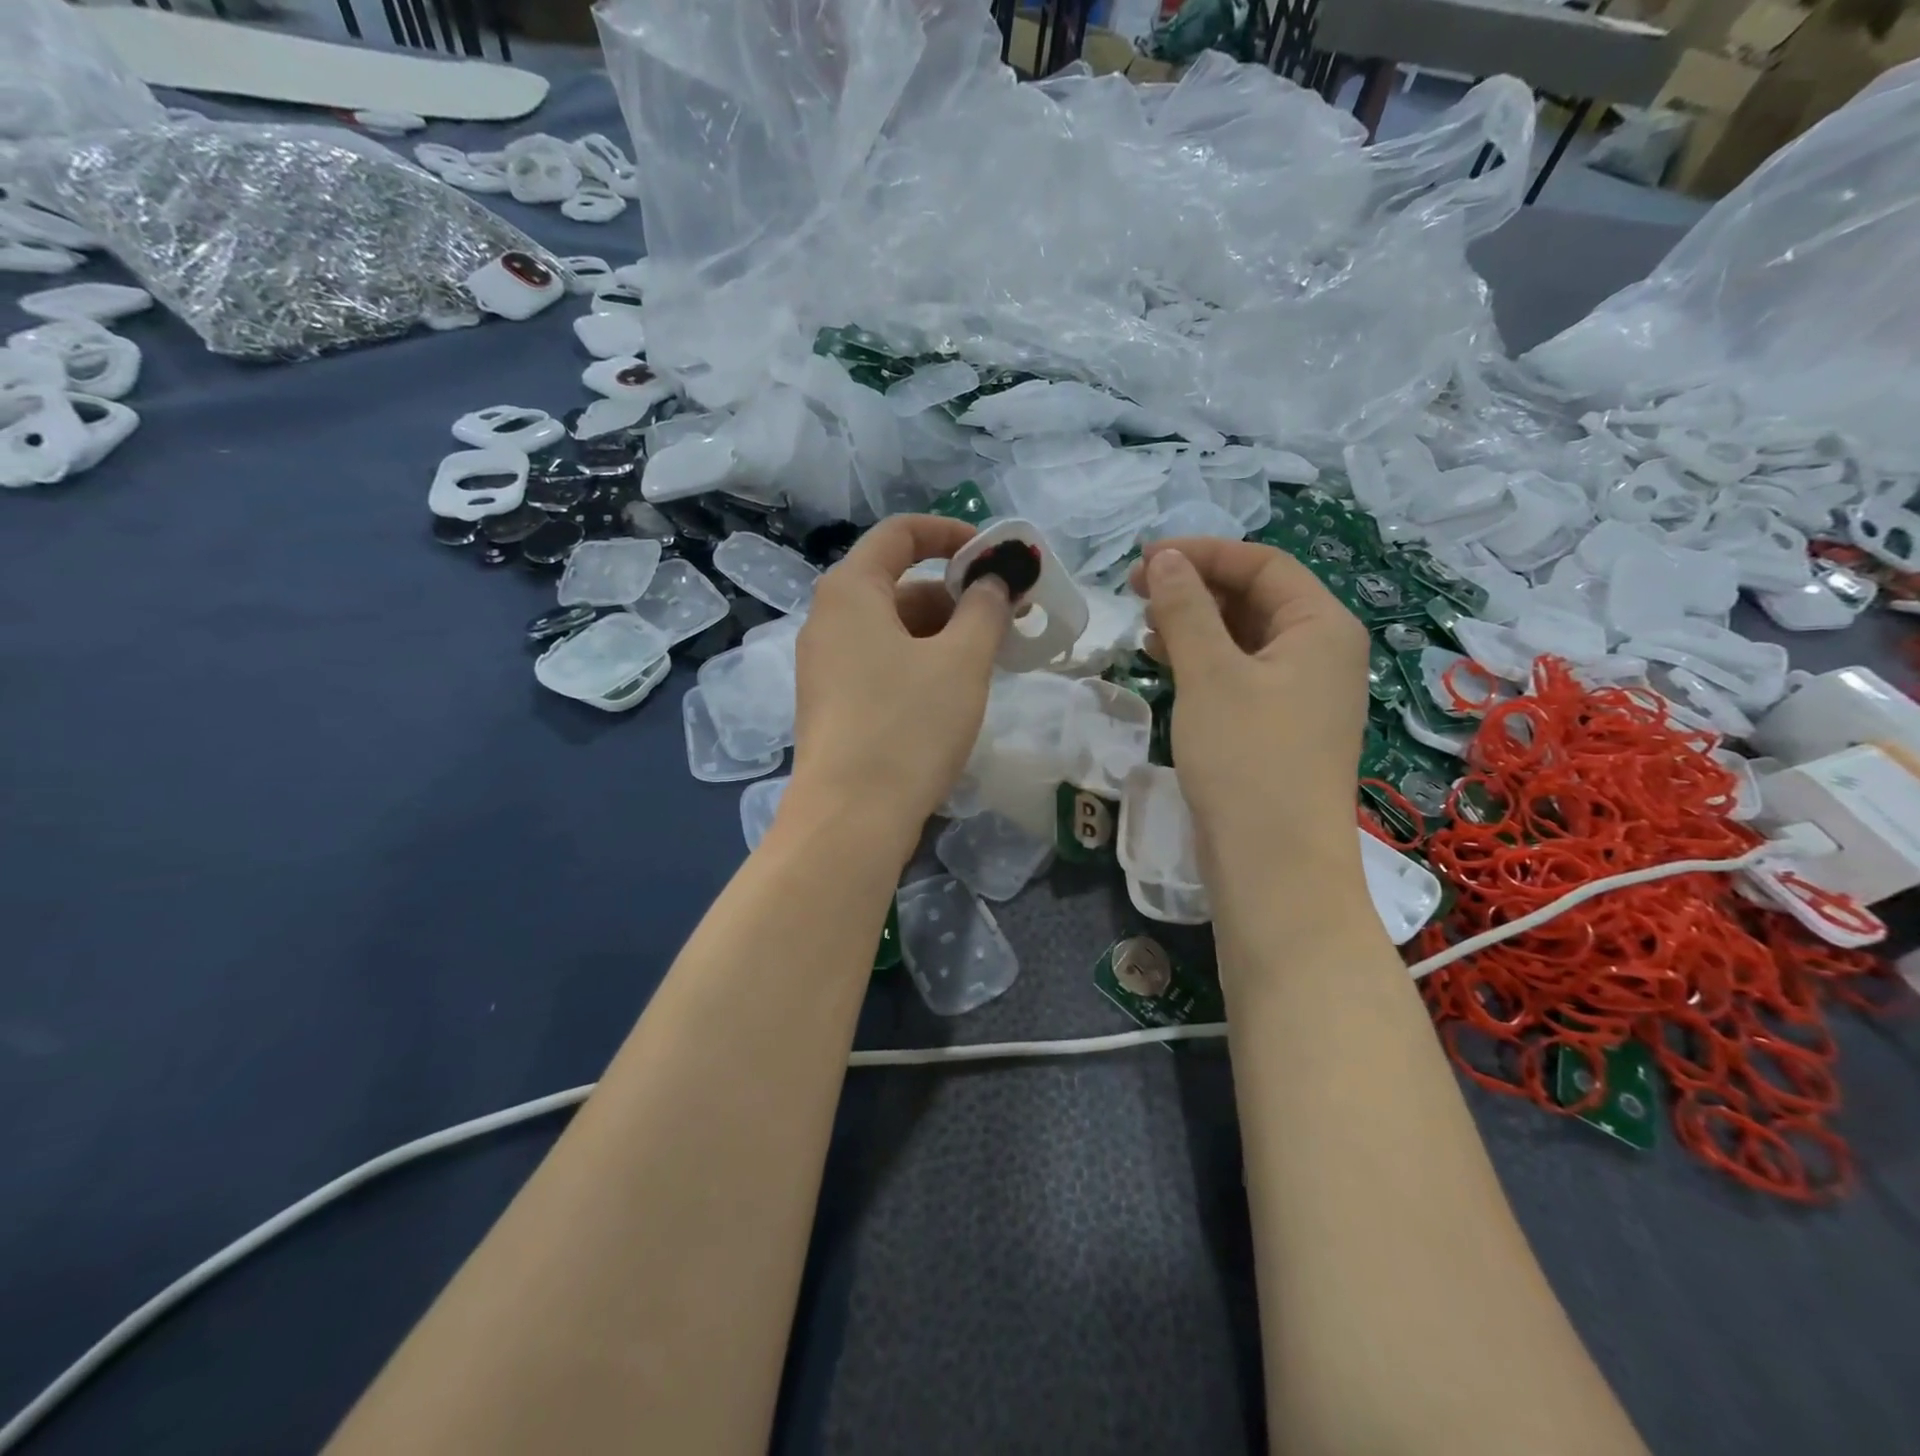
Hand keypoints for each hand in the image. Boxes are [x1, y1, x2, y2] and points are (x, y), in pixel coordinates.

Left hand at [787, 515, 1010, 851]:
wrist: (850, 818)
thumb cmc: (908, 726)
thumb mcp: (961, 661)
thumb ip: (985, 608)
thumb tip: (995, 580)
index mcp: (851, 591)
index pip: (900, 533)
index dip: (952, 533)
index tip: (995, 557)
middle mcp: (828, 619)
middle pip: (900, 584)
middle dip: (957, 594)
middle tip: (1008, 618)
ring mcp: (825, 665)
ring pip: (893, 629)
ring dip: (944, 633)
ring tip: (990, 658)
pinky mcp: (832, 703)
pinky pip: (881, 663)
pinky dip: (920, 662)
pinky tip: (954, 691)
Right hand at [1128, 538, 1369, 869]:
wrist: (1274, 864)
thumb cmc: (1247, 758)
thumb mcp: (1210, 674)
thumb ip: (1185, 609)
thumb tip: (1166, 558)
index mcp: (1321, 626)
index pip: (1262, 563)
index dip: (1202, 553)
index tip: (1144, 559)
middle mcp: (1320, 653)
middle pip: (1256, 597)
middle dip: (1196, 587)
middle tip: (1137, 591)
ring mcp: (1302, 693)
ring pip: (1244, 637)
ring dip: (1195, 624)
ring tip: (1144, 625)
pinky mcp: (1278, 727)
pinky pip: (1240, 674)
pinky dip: (1203, 662)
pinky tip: (1164, 663)